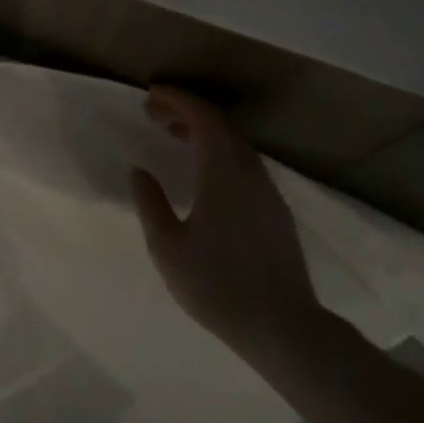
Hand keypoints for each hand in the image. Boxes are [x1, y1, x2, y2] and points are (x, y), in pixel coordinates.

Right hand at [130, 87, 330, 368]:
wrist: (283, 328)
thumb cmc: (217, 285)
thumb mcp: (168, 247)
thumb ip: (150, 203)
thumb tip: (140, 171)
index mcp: (223, 172)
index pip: (203, 117)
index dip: (177, 98)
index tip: (151, 94)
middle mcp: (250, 172)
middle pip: (220, 125)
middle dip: (187, 111)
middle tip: (154, 113)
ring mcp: (267, 191)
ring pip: (234, 144)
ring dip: (204, 131)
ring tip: (174, 136)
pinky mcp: (275, 210)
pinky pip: (243, 163)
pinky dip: (218, 152)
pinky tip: (202, 173)